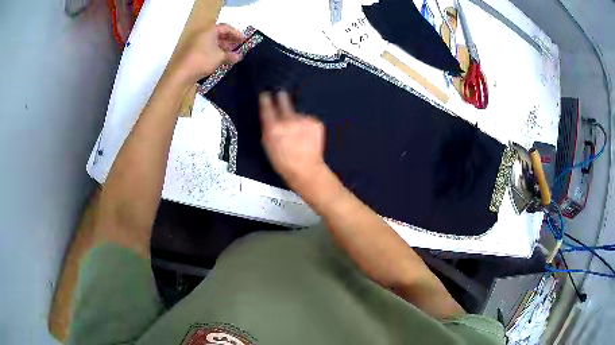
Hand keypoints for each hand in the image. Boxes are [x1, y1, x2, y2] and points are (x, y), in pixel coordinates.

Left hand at [168, 24, 244, 83]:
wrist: (182, 73)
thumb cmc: (202, 60)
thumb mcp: (220, 57)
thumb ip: (231, 55)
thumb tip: (239, 56)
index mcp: (210, 30)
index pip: (226, 28)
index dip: (237, 33)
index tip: (244, 41)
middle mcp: (202, 34)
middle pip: (219, 34)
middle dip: (230, 41)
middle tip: (239, 48)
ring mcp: (196, 43)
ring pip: (213, 42)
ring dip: (223, 47)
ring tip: (232, 55)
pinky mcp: (192, 52)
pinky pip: (207, 48)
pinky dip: (215, 52)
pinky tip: (221, 60)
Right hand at [260, 92, 326, 190]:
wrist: (306, 169)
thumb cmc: (283, 161)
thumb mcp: (268, 145)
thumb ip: (267, 127)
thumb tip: (268, 113)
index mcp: (273, 128)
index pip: (267, 106)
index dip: (265, 99)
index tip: (266, 94)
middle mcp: (288, 121)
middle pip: (284, 101)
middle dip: (281, 97)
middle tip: (281, 95)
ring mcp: (304, 120)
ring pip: (297, 114)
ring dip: (296, 119)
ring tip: (298, 133)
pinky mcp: (316, 123)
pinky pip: (308, 120)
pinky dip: (307, 125)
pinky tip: (307, 136)